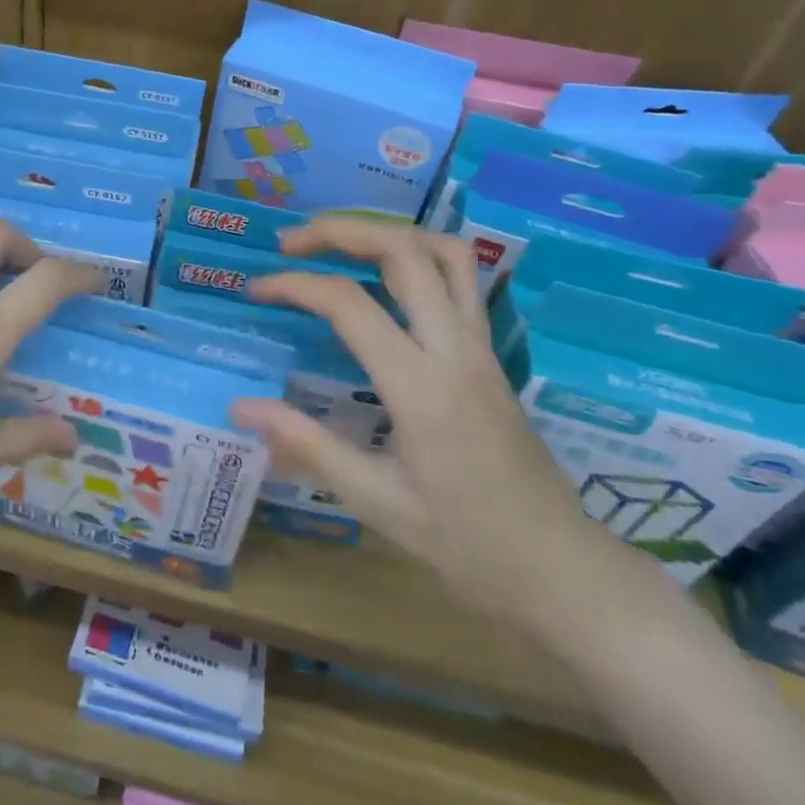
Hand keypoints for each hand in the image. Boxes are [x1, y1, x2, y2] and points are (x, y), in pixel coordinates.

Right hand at [232, 220, 631, 637]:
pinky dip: (419, 257)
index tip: (256, 288)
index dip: (295, 285)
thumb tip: (241, 406)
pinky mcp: (492, 356)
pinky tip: (388, 279)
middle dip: (341, 231)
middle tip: (292, 243)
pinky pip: (462, 281)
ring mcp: (482, 348)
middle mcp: (456, 350)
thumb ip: (308, 445)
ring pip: (446, 253)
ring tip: (342, 244)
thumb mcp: (378, 502)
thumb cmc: (468, 546)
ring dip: (388, 234)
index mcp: (422, 387)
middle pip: (404, 252)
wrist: (563, 573)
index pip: (349, 304)